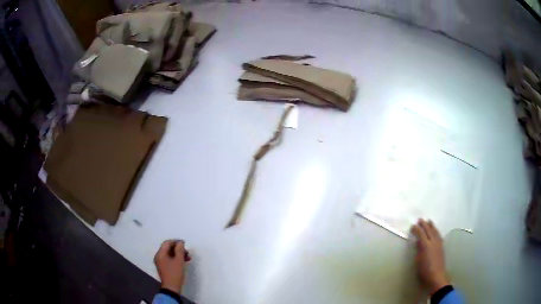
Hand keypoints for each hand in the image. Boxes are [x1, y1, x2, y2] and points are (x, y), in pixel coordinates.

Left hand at [154, 240, 188, 293]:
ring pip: (169, 254)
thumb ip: (180, 250)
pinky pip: (169, 259)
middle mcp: (158, 256)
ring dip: (178, 254)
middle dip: (178, 249)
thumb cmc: (175, 273)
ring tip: (188, 258)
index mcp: (160, 254)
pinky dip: (176, 259)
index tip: (185, 244)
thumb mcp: (179, 261)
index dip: (176, 242)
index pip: (167, 243)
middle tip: (187, 253)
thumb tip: (180, 242)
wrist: (171, 288)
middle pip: (168, 248)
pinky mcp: (163, 267)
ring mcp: (160, 262)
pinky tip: (183, 262)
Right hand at [411, 219, 449, 294]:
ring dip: (432, 226)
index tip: (413, 226)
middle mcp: (433, 242)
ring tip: (429, 221)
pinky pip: (439, 235)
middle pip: (429, 230)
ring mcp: (439, 243)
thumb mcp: (418, 261)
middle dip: (424, 224)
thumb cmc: (424, 271)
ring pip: (435, 231)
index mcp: (426, 245)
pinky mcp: (442, 247)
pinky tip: (435, 231)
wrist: (436, 276)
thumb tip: (418, 241)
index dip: (417, 229)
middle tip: (420, 219)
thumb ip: (418, 249)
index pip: (421, 234)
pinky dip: (436, 231)